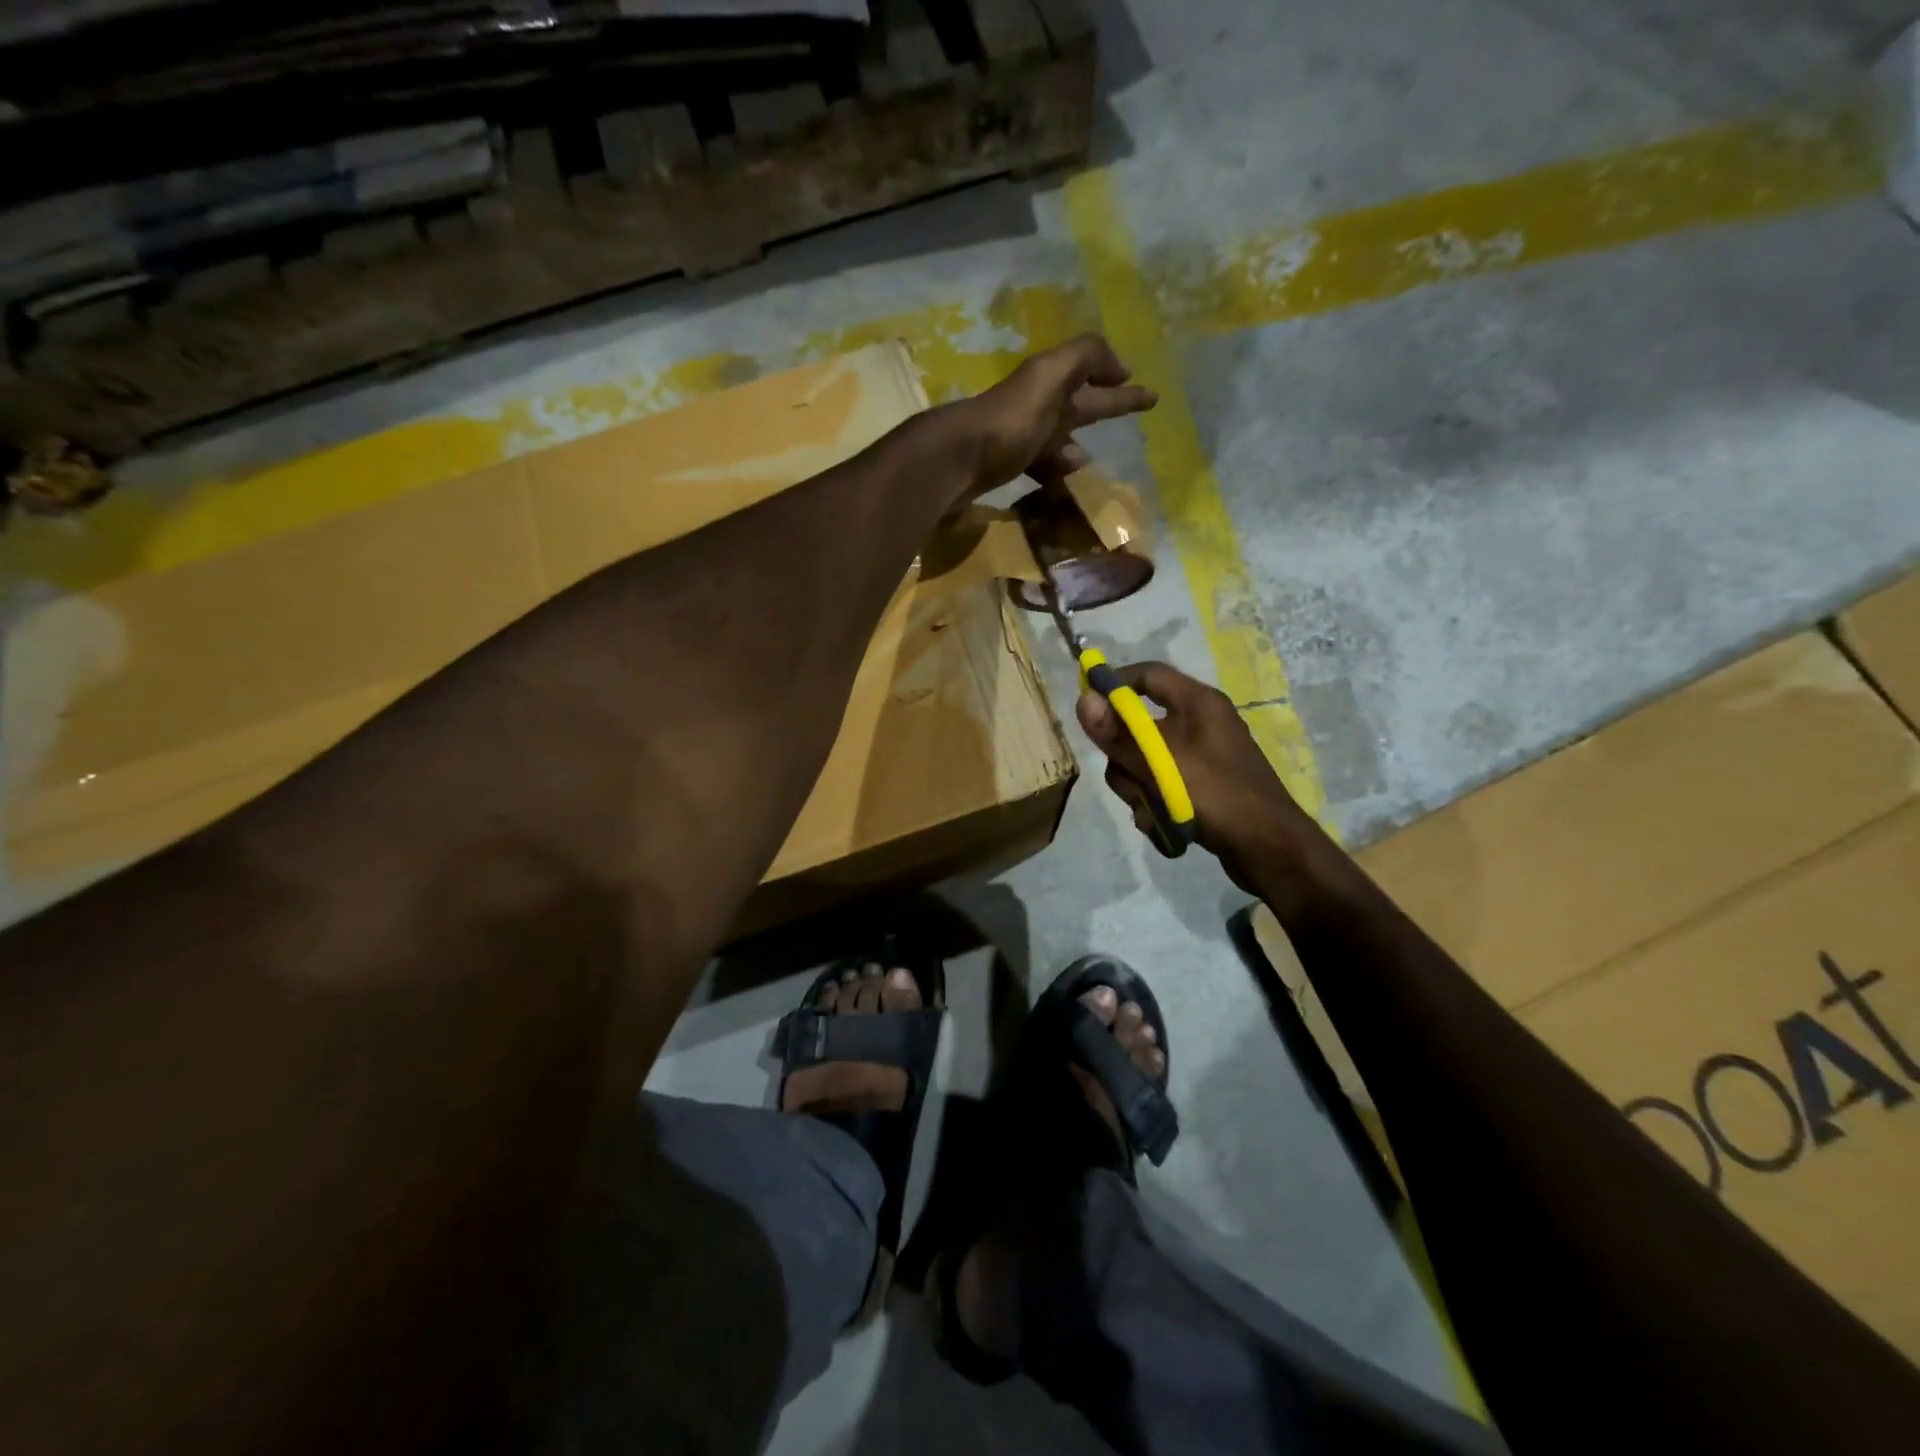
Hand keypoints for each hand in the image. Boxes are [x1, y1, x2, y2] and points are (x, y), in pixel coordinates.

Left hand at [951, 334, 1157, 497]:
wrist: (956, 460)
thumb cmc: (1009, 419)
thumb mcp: (1051, 375)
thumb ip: (1085, 357)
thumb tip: (1119, 369)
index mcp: (1051, 382)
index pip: (1096, 378)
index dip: (1122, 384)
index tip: (1151, 395)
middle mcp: (1037, 405)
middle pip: (1080, 408)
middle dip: (1108, 409)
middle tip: (1137, 417)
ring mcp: (1020, 437)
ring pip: (1059, 441)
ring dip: (1076, 449)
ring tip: (1089, 463)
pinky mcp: (1005, 467)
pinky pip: (1039, 468)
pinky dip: (1052, 474)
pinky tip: (1059, 486)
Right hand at [1076, 662, 1330, 900]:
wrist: (1268, 847)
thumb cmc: (1216, 794)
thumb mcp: (1160, 763)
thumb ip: (1119, 735)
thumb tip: (1083, 700)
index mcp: (1197, 702)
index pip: (1147, 674)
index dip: (1113, 684)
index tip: (1087, 706)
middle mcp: (1200, 722)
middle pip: (1139, 726)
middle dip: (1126, 758)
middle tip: (1130, 779)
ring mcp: (1202, 755)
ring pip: (1146, 761)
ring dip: (1139, 788)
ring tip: (1152, 811)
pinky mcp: (1202, 784)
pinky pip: (1163, 784)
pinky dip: (1156, 804)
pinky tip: (1164, 825)